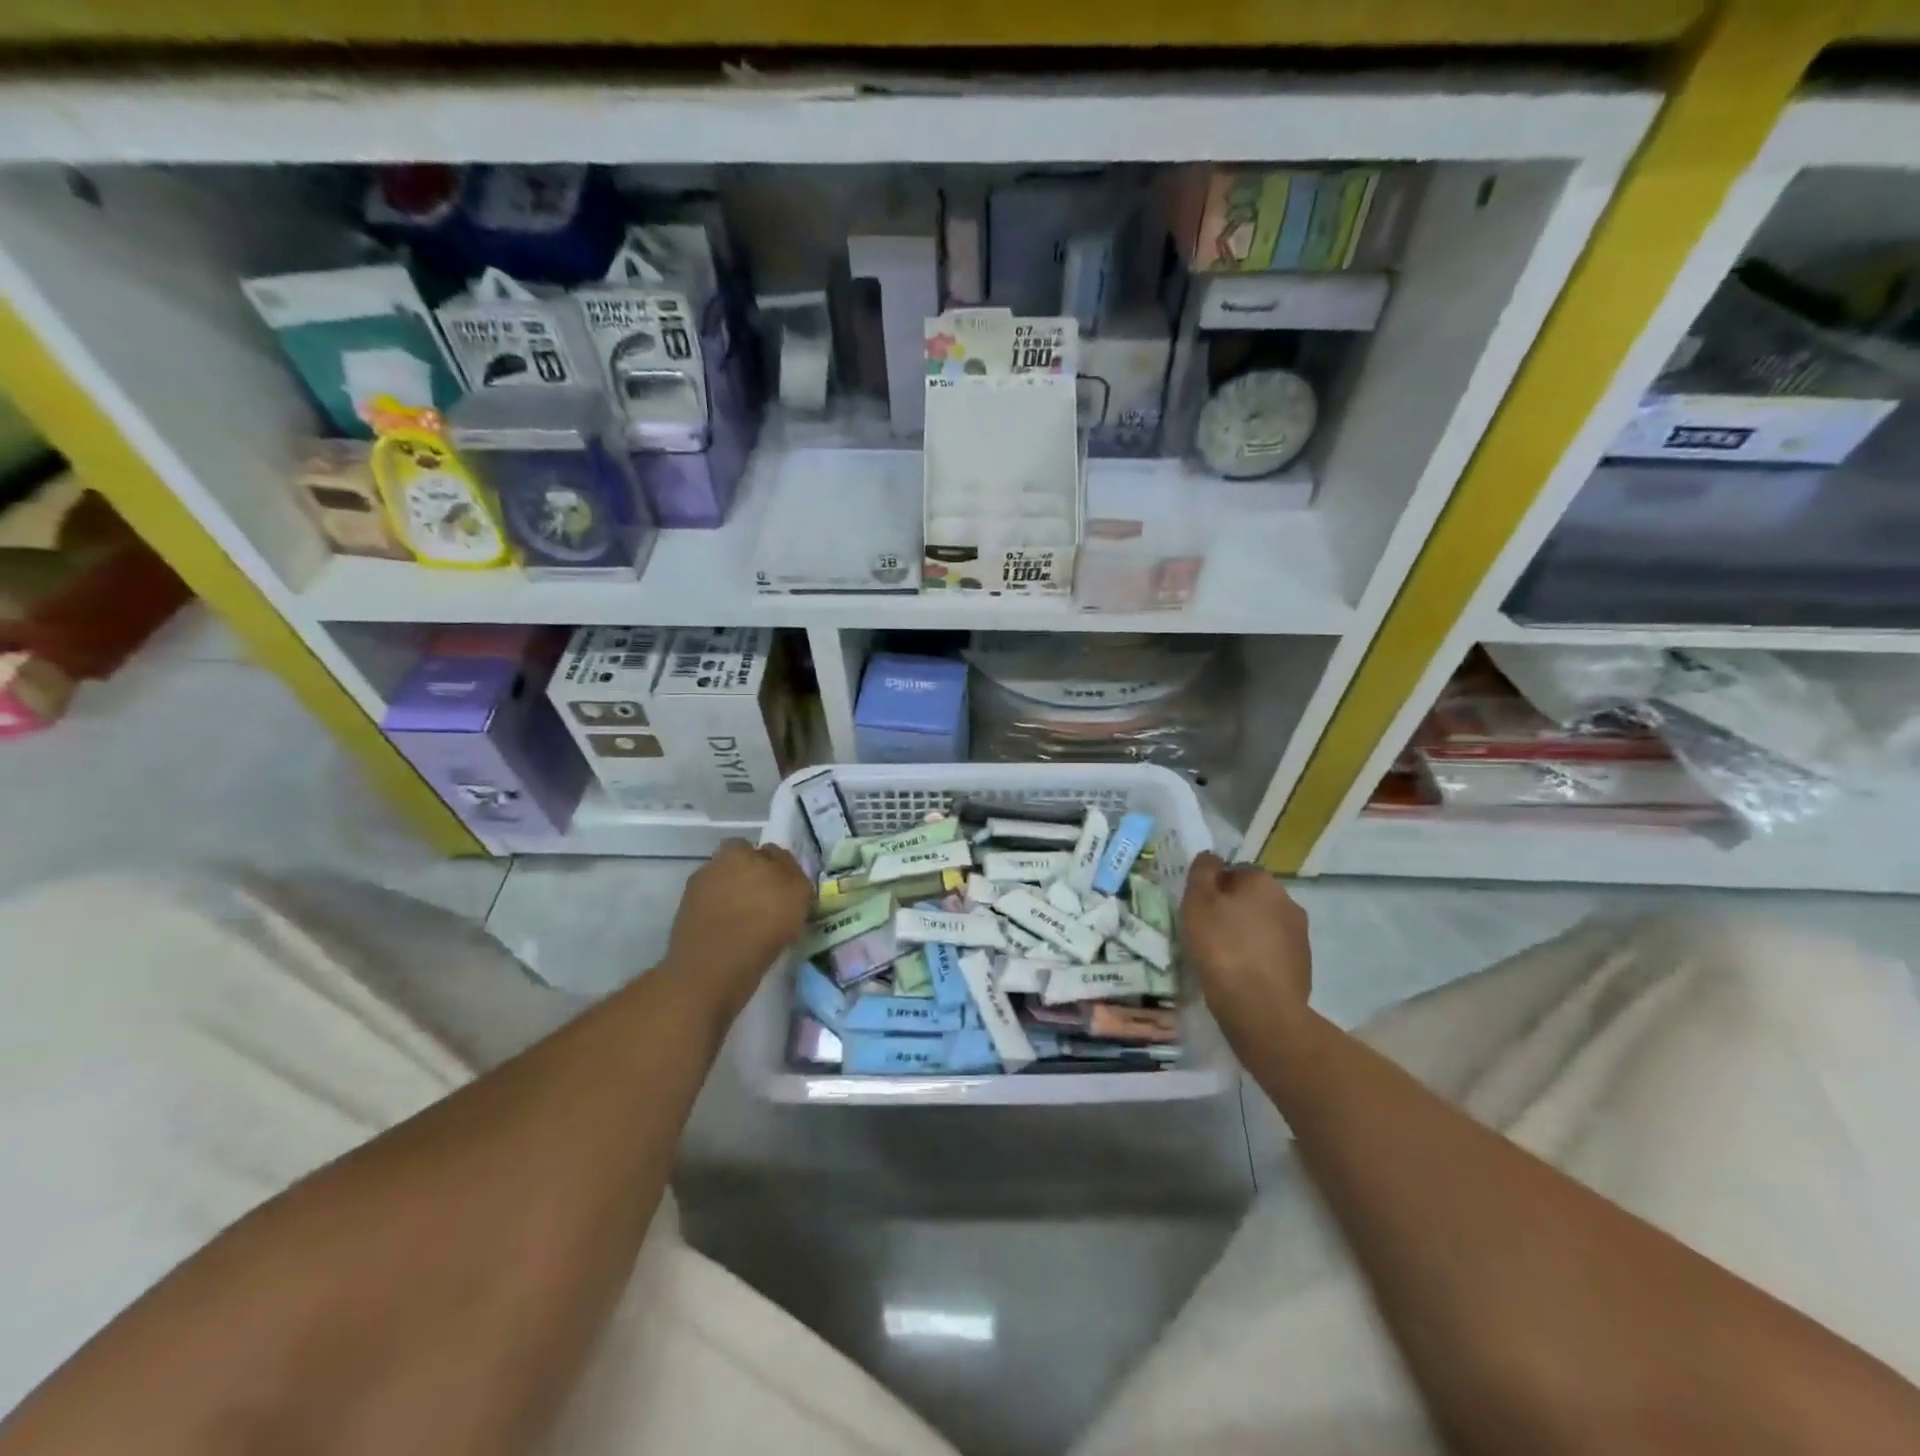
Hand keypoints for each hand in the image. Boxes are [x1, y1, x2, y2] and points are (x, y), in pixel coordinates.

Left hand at [662, 840, 812, 1023]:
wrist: (713, 970)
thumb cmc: (763, 924)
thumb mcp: (797, 892)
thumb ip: (792, 870)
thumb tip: (781, 865)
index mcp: (739, 851)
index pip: (763, 851)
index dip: (776, 867)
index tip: (785, 888)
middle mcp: (713, 865)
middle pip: (739, 868)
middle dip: (751, 880)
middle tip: (769, 905)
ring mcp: (695, 893)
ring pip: (724, 891)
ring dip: (736, 901)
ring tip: (753, 926)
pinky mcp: (684, 921)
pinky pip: (713, 914)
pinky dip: (723, 922)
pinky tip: (736, 939)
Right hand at [1181, 852, 1313, 1056]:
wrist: (1261, 1009)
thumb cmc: (1222, 948)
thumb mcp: (1197, 902)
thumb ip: (1202, 872)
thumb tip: (1211, 857)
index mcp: (1264, 881)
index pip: (1235, 871)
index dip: (1214, 888)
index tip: (1198, 910)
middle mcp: (1289, 902)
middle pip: (1252, 898)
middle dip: (1232, 910)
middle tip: (1207, 933)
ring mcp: (1300, 936)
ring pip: (1264, 926)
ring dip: (1246, 935)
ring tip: (1223, 958)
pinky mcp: (1304, 967)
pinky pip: (1273, 953)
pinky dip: (1258, 959)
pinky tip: (1241, 976)